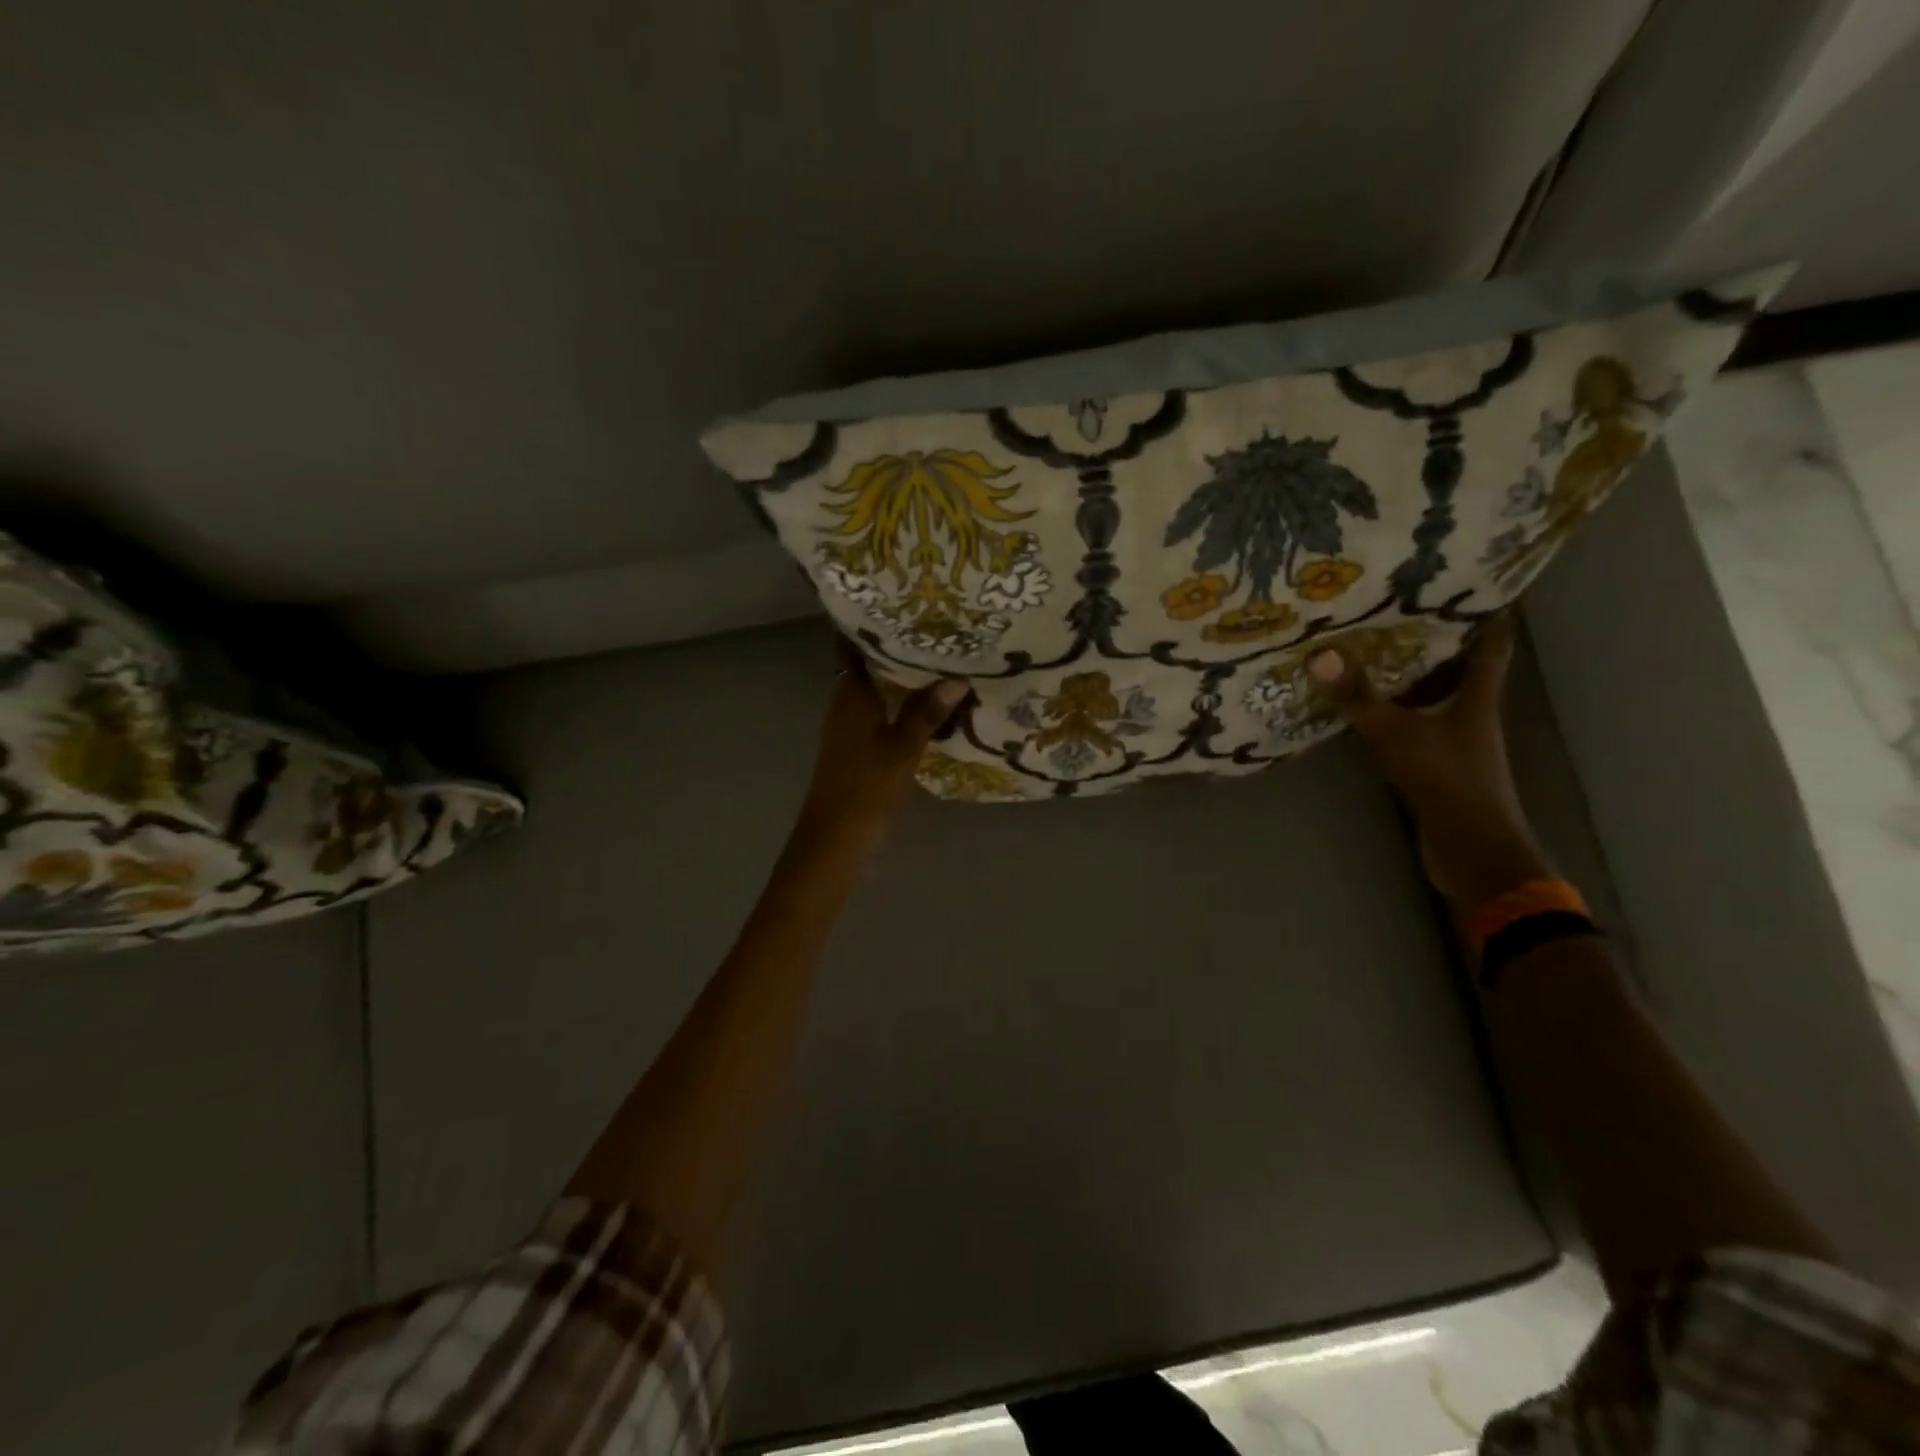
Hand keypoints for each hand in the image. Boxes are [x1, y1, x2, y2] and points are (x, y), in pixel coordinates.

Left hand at [799, 643, 968, 839]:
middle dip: (894, 648)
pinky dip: (898, 701)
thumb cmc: (867, 785)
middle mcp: (845, 702)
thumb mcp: (903, 748)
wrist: (836, 835)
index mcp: (851, 694)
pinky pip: (879, 710)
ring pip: (875, 689)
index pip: (853, 647)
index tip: (896, 604)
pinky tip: (925, 703)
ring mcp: (849, 725)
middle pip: (867, 665)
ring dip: (899, 676)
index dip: (869, 625)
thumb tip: (957, 678)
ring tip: (936, 659)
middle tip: (932, 629)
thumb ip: (927, 713)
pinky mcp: (856, 745)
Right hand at [1310, 615, 1548, 908]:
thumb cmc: (1446, 779)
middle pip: (1464, 668)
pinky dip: (1402, 710)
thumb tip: (1321, 655)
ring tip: (1381, 649)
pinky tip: (1374, 706)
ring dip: (1417, 676)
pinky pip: (1421, 724)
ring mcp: (1459, 742)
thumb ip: (1359, 697)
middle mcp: (1474, 714)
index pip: (1492, 645)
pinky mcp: (1441, 765)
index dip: (1490, 614)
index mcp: (1478, 698)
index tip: (1477, 584)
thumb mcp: (1395, 733)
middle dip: (1441, 640)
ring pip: (1440, 697)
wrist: (1471, 849)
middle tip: (1406, 609)